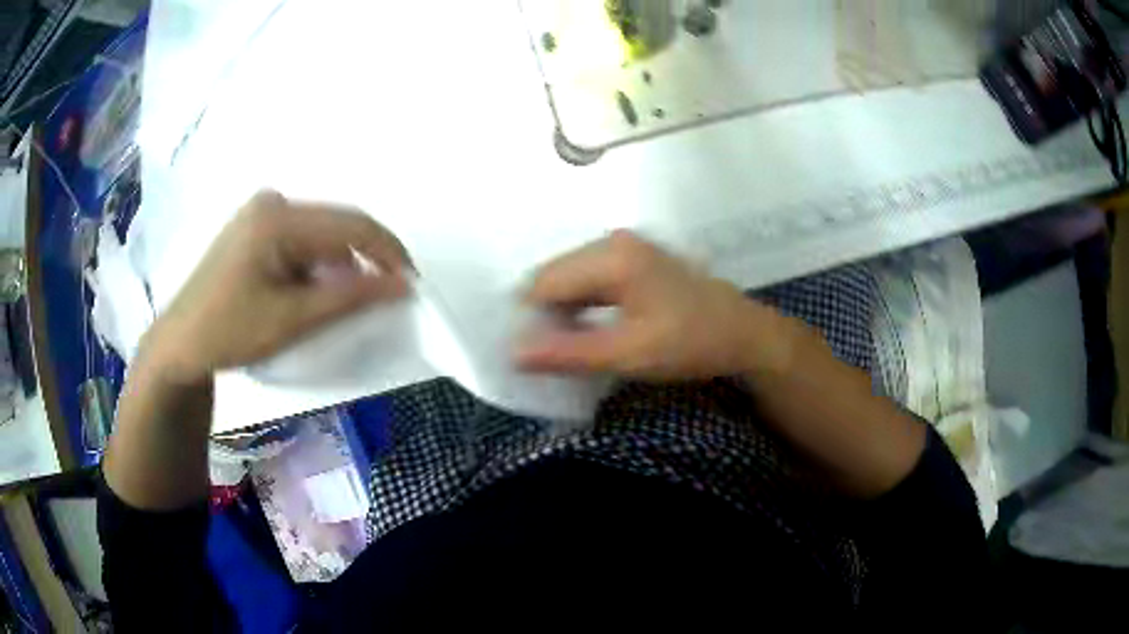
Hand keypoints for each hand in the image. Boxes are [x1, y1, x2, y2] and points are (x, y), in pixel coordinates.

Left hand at [142, 190, 411, 382]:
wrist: (181, 343)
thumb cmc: (229, 331)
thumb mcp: (291, 320)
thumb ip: (348, 298)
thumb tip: (401, 285)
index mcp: (278, 217)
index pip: (350, 224)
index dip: (388, 253)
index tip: (411, 286)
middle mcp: (272, 203)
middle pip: (336, 226)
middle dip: (364, 262)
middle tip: (382, 299)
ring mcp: (262, 213)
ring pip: (320, 235)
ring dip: (338, 267)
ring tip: (339, 306)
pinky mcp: (256, 228)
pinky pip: (302, 241)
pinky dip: (316, 268)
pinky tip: (309, 294)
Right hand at [517, 230, 793, 378]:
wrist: (743, 333)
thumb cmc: (691, 343)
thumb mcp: (628, 354)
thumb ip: (569, 353)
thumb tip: (514, 353)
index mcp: (611, 256)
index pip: (544, 283)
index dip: (530, 319)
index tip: (531, 356)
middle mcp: (613, 241)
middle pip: (555, 275)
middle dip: (546, 314)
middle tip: (551, 355)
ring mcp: (626, 247)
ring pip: (571, 277)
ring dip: (564, 311)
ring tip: (571, 346)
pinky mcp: (634, 259)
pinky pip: (590, 279)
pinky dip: (582, 305)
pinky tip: (590, 330)